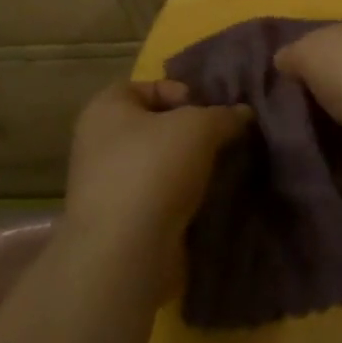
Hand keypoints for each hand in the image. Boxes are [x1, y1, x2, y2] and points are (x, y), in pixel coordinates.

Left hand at [66, 80, 249, 254]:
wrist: (124, 255)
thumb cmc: (154, 169)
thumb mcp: (200, 127)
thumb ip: (224, 115)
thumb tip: (243, 114)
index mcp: (105, 110)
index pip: (147, 86)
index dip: (181, 92)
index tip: (208, 112)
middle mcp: (98, 145)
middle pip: (155, 127)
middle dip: (190, 134)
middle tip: (221, 142)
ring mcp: (105, 188)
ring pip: (158, 166)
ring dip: (188, 169)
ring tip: (219, 174)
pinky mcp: (118, 225)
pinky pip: (157, 200)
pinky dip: (180, 200)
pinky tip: (205, 204)